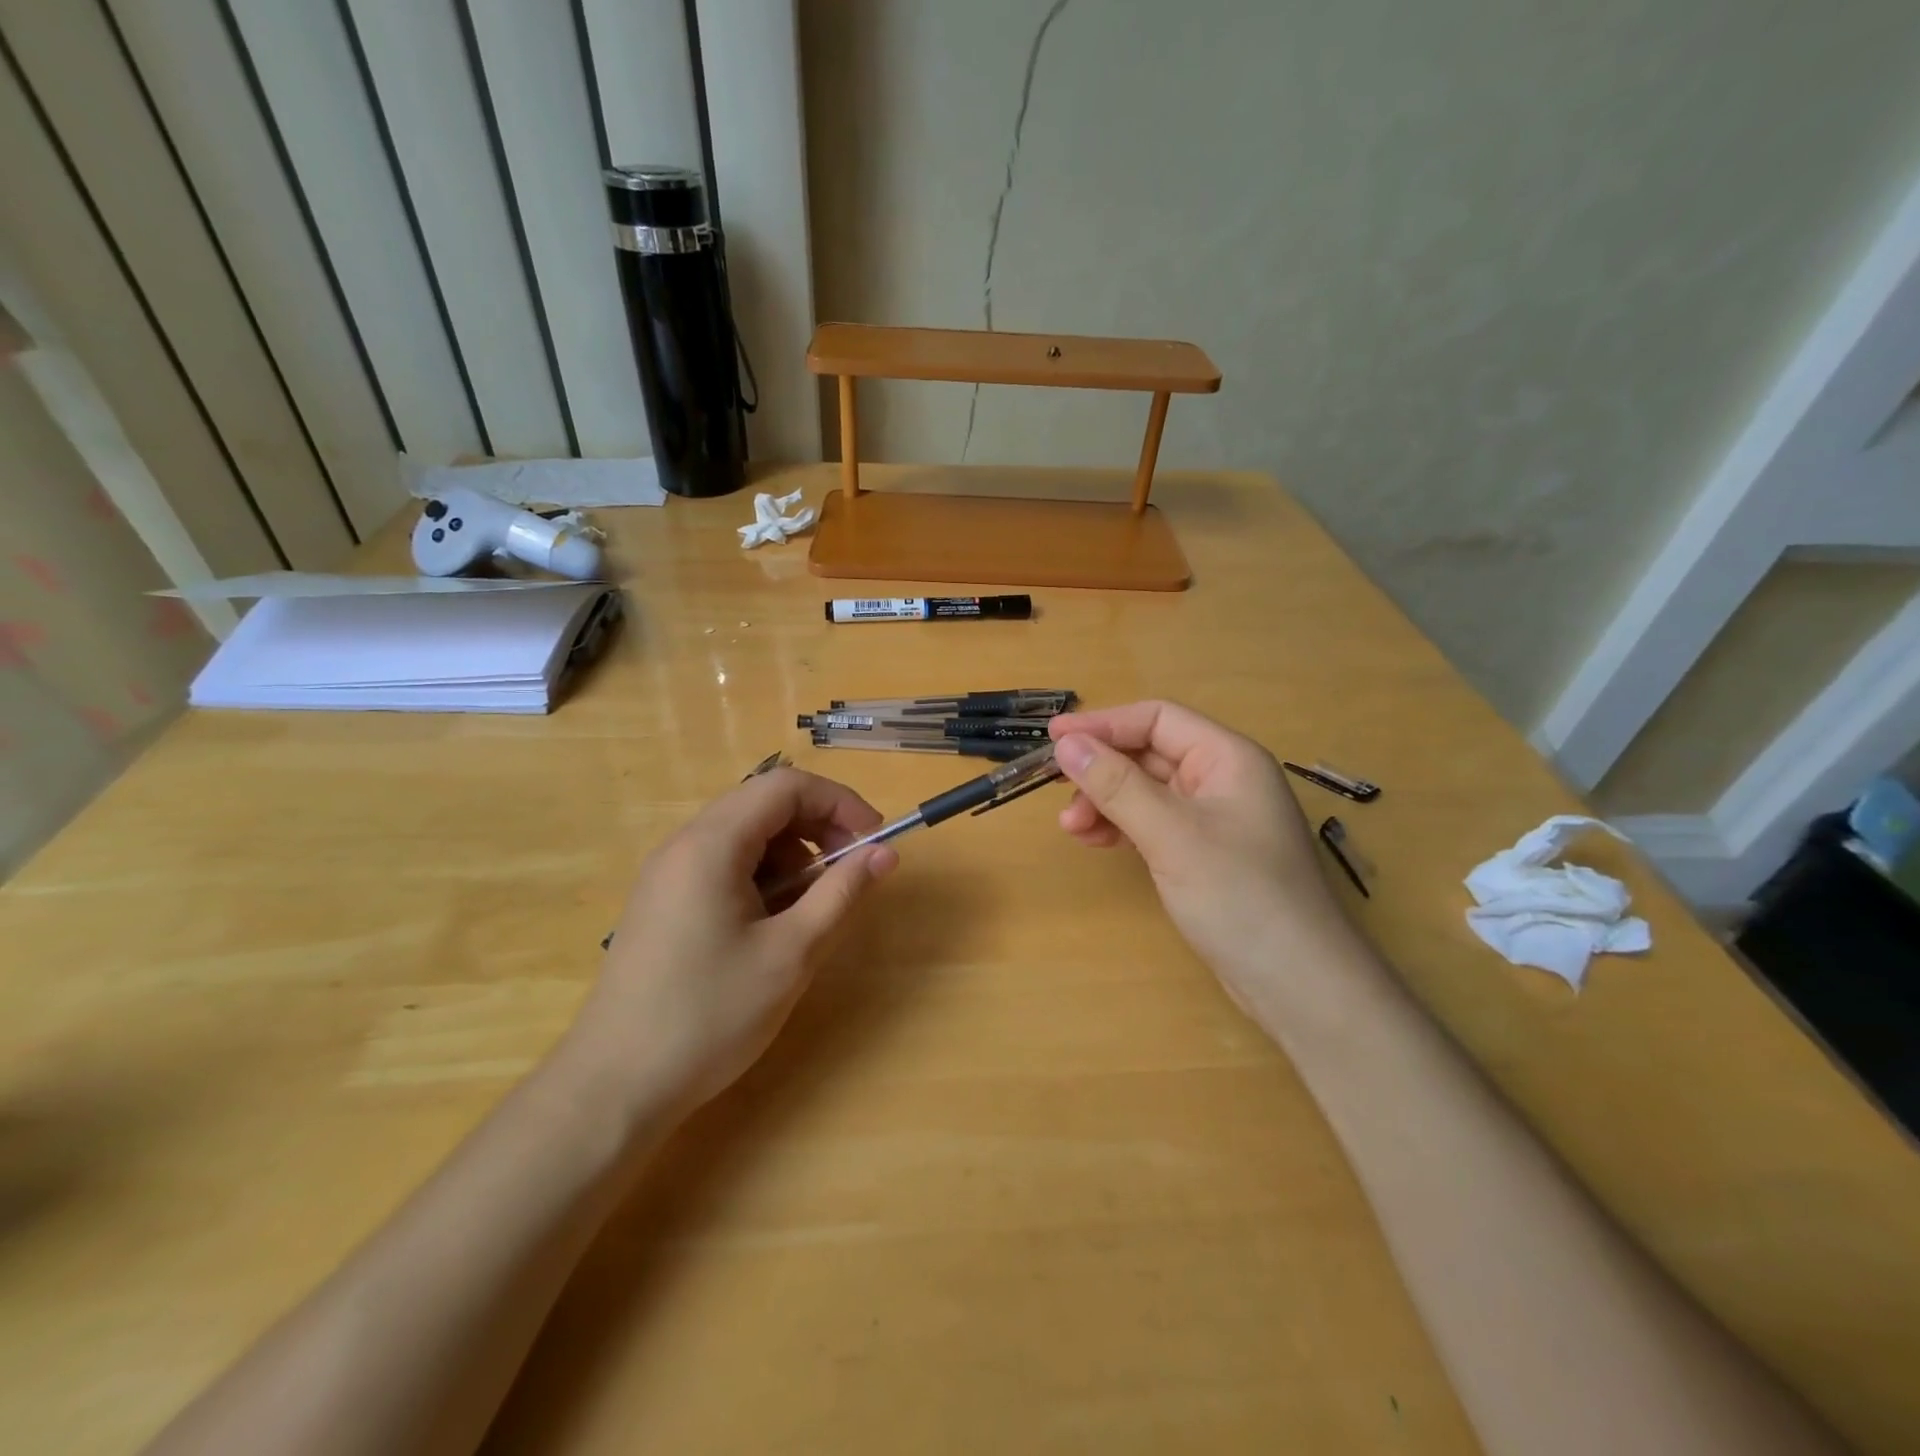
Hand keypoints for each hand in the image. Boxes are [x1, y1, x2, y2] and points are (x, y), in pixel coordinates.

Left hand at [560, 769, 896, 1119]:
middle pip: (763, 805)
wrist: (615, 1086)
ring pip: (745, 835)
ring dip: (791, 855)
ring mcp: (667, 873)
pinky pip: (723, 864)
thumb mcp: (792, 953)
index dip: (839, 801)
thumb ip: (842, 894)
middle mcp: (684, 844)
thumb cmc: (710, 1015)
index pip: (786, 786)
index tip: (874, 839)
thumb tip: (885, 853)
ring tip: (811, 907)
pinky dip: (762, 876)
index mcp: (712, 844)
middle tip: (850, 872)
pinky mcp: (662, 901)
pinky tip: (772, 924)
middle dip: (817, 827)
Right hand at [1048, 701, 1353, 1004]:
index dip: (1103, 723)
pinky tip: (1097, 842)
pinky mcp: (1204, 853)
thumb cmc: (1239, 895)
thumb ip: (1116, 785)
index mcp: (1227, 758)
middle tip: (1056, 791)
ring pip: (1146, 791)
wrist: (1298, 983)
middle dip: (1101, 770)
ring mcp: (1214, 818)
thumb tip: (1066, 745)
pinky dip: (1122, 827)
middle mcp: (1222, 779)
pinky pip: (1153, 823)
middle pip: (1149, 754)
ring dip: (1106, 802)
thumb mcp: (1171, 834)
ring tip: (1072, 829)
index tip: (1053, 738)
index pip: (1157, 719)